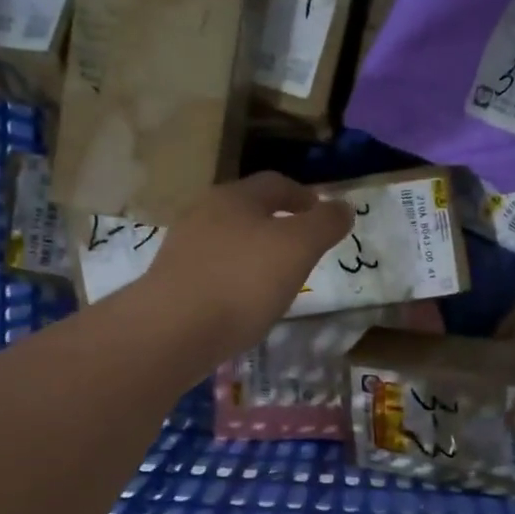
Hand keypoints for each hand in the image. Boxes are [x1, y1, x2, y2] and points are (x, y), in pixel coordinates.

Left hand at [142, 172, 354, 359]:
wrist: (172, 330)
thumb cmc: (242, 281)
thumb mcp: (298, 248)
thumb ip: (325, 224)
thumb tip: (344, 207)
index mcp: (235, 197)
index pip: (275, 183)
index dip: (303, 196)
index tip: (321, 213)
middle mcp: (204, 213)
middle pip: (247, 210)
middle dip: (276, 223)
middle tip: (300, 246)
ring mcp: (182, 248)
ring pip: (227, 241)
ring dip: (252, 252)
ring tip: (274, 278)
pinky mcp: (171, 281)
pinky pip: (212, 270)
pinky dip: (232, 278)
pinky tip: (241, 303)